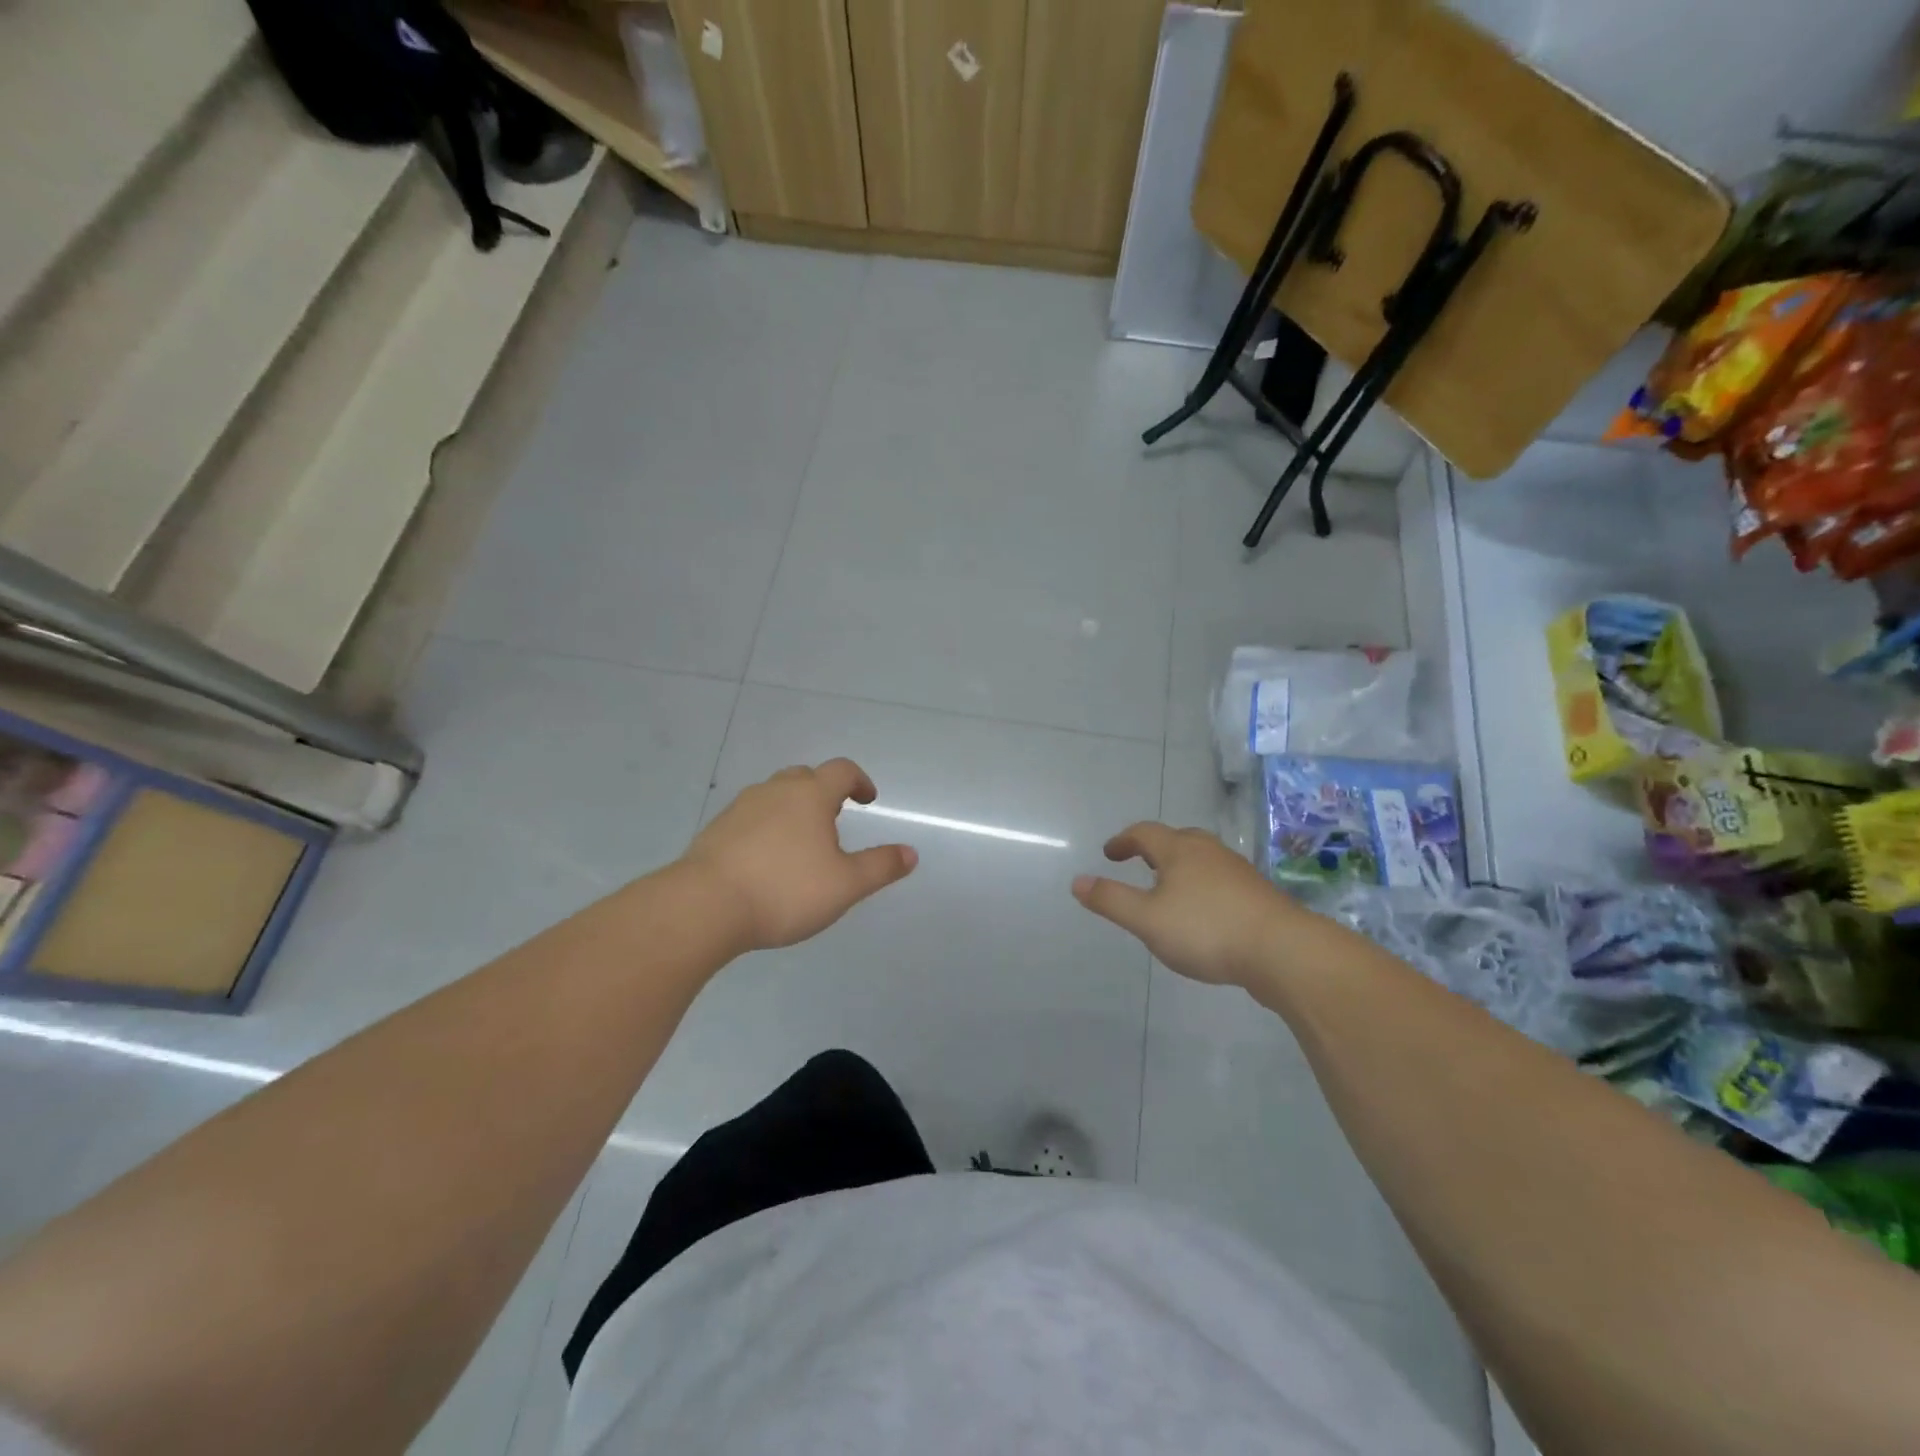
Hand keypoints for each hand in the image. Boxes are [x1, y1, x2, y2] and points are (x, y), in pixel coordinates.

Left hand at [684, 759, 917, 951]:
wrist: (705, 906)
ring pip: (774, 795)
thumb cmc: (785, 890)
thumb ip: (880, 866)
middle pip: (805, 776)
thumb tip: (911, 853)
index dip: (860, 781)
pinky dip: (766, 827)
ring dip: (792, 808)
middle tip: (834, 819)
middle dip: (824, 791)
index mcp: (810, 795)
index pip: (842, 771)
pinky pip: (750, 817)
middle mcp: (775, 791)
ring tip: (800, 842)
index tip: (867, 799)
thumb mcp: (846, 884)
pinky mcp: (716, 830)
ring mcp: (741, 808)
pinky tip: (765, 860)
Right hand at [1072, 823, 1291, 987]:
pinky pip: (1221, 879)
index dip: (1123, 841)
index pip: (1144, 833)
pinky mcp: (1257, 894)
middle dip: (1155, 849)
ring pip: (1202, 858)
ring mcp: (1237, 871)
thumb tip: (1077, 881)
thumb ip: (1111, 900)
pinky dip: (1204, 886)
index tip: (1110, 854)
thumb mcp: (1147, 919)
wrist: (1283, 951)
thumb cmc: (1206, 929)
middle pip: (1177, 839)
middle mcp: (1209, 851)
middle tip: (1140, 864)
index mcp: (1179, 850)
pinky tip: (1205, 913)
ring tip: (1170, 890)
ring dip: (1181, 867)